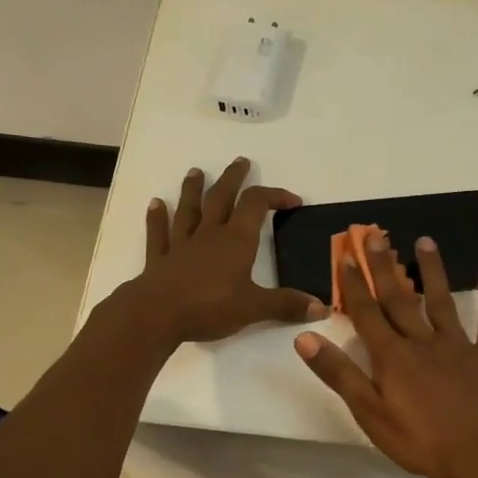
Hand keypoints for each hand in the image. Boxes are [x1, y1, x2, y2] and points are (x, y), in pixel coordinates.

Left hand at [130, 157, 325, 342]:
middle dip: (233, 179)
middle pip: (221, 198)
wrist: (157, 315)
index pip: (257, 205)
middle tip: (241, 161)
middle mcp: (209, 235)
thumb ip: (287, 305)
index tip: (292, 201)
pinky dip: (157, 218)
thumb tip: (322, 306)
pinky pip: (159, 234)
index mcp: (236, 241)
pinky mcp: (159, 260)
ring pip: (189, 210)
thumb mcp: (254, 308)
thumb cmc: (209, 307)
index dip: (275, 196)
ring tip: (196, 172)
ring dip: (193, 190)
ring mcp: (181, 245)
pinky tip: (155, 204)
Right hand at [293, 231, 477, 477]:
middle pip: (399, 298)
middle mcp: (422, 341)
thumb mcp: (369, 413)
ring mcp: (458, 345)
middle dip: (384, 266)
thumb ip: (339, 373)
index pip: (366, 313)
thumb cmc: (420, 441)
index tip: (345, 254)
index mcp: (392, 356)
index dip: (354, 284)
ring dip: (432, 270)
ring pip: (442, 300)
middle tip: (375, 234)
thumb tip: (304, 338)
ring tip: (425, 240)